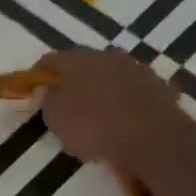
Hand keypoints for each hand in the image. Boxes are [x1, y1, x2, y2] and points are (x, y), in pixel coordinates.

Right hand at [32, 48, 184, 169]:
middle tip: (67, 105)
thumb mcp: (56, 118)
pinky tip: (124, 124)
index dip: (39, 75)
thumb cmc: (95, 126)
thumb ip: (49, 100)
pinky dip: (126, 104)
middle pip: (84, 65)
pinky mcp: (160, 88)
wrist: (155, 139)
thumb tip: (52, 91)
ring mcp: (137, 70)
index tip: (35, 92)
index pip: (50, 60)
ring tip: (98, 117)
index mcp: (77, 59)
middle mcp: (107, 56)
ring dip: (103, 91)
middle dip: (74, 82)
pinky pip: (133, 94)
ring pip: (111, 77)